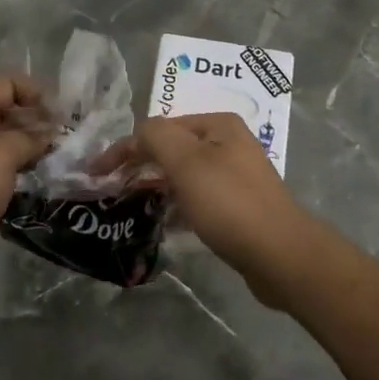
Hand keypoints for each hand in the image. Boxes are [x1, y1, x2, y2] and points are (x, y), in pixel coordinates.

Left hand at [0, 75, 53, 287]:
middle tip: (63, 143)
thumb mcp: (4, 153)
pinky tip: (31, 186)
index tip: (62, 116)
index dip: (36, 94)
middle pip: (3, 113)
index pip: (7, 84)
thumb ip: (30, 139)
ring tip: (52, 165)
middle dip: (34, 125)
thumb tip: (48, 135)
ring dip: (24, 152)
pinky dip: (10, 175)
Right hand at [98, 113, 317, 306]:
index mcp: (218, 124)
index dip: (126, 148)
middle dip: (141, 166)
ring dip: (157, 186)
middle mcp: (229, 143)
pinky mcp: (239, 205)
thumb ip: (156, 137)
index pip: (159, 128)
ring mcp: (236, 175)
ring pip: (184, 175)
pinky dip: (178, 205)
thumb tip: (139, 133)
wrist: (281, 255)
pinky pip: (198, 198)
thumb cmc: (229, 203)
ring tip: (133, 205)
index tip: (97, 173)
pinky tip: (164, 223)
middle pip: (172, 149)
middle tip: (112, 189)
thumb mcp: (186, 162)